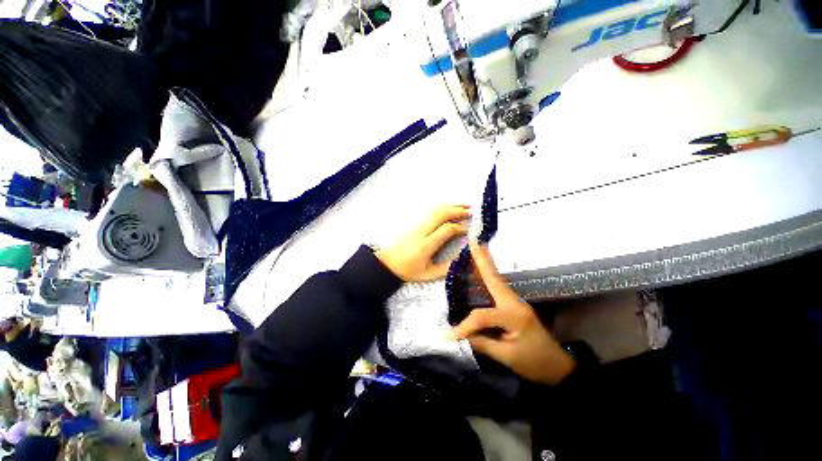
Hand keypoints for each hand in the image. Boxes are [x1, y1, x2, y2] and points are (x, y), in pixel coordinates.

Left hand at [376, 205, 470, 281]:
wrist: (387, 262)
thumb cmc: (408, 270)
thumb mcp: (428, 275)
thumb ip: (446, 268)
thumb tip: (462, 259)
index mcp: (426, 244)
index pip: (447, 229)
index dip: (461, 227)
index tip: (470, 230)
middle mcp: (422, 231)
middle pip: (442, 214)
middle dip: (459, 211)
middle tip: (472, 213)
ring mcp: (418, 225)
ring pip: (436, 209)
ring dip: (452, 205)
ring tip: (466, 205)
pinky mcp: (415, 223)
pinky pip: (432, 211)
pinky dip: (444, 207)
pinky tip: (451, 208)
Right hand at [448, 242, 575, 384]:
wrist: (558, 366)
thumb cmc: (534, 363)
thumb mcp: (507, 357)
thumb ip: (482, 342)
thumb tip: (460, 334)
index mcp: (513, 316)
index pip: (482, 316)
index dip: (464, 326)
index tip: (449, 336)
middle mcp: (514, 302)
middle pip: (494, 279)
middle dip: (482, 260)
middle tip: (473, 242)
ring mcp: (514, 301)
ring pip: (495, 279)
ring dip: (485, 263)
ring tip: (476, 248)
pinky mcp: (512, 304)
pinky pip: (496, 286)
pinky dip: (488, 274)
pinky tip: (481, 268)